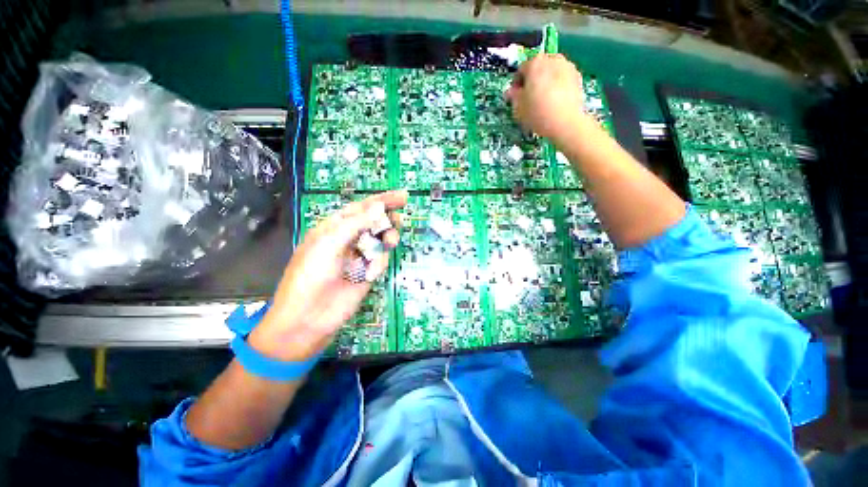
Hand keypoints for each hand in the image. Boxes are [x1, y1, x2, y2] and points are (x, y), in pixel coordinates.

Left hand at [249, 190, 407, 361]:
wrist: (309, 318)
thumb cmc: (311, 276)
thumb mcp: (329, 243)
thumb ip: (355, 223)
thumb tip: (379, 206)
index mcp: (334, 227)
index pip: (362, 208)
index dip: (382, 200)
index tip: (403, 196)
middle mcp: (348, 239)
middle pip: (374, 222)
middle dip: (388, 219)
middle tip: (400, 218)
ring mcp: (359, 256)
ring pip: (381, 240)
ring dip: (387, 239)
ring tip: (390, 242)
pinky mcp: (368, 272)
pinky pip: (380, 260)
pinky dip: (379, 263)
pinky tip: (370, 273)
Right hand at [505, 54, 586, 141]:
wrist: (566, 122)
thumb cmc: (538, 113)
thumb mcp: (518, 108)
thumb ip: (513, 96)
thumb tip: (511, 92)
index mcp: (534, 63)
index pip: (520, 70)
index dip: (516, 84)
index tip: (516, 97)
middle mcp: (552, 59)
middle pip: (538, 68)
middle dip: (532, 81)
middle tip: (529, 98)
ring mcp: (567, 66)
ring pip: (551, 72)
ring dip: (546, 82)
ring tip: (543, 101)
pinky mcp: (578, 77)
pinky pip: (562, 79)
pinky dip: (558, 86)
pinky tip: (555, 102)